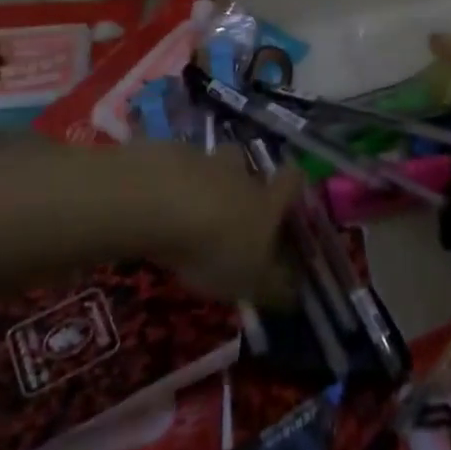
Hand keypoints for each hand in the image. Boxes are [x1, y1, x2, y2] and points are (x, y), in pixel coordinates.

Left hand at [129, 144, 298, 303]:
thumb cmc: (216, 247)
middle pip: (245, 162)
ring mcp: (201, 160)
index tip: (287, 194)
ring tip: (186, 202)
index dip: (292, 184)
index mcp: (266, 201)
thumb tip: (296, 295)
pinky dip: (167, 178)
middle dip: (239, 176)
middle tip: (228, 201)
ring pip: (207, 161)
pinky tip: (154, 199)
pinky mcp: (164, 154)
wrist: (162, 204)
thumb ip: (273, 288)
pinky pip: (171, 163)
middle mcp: (238, 174)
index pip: (291, 181)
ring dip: (201, 177)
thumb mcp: (249, 281)